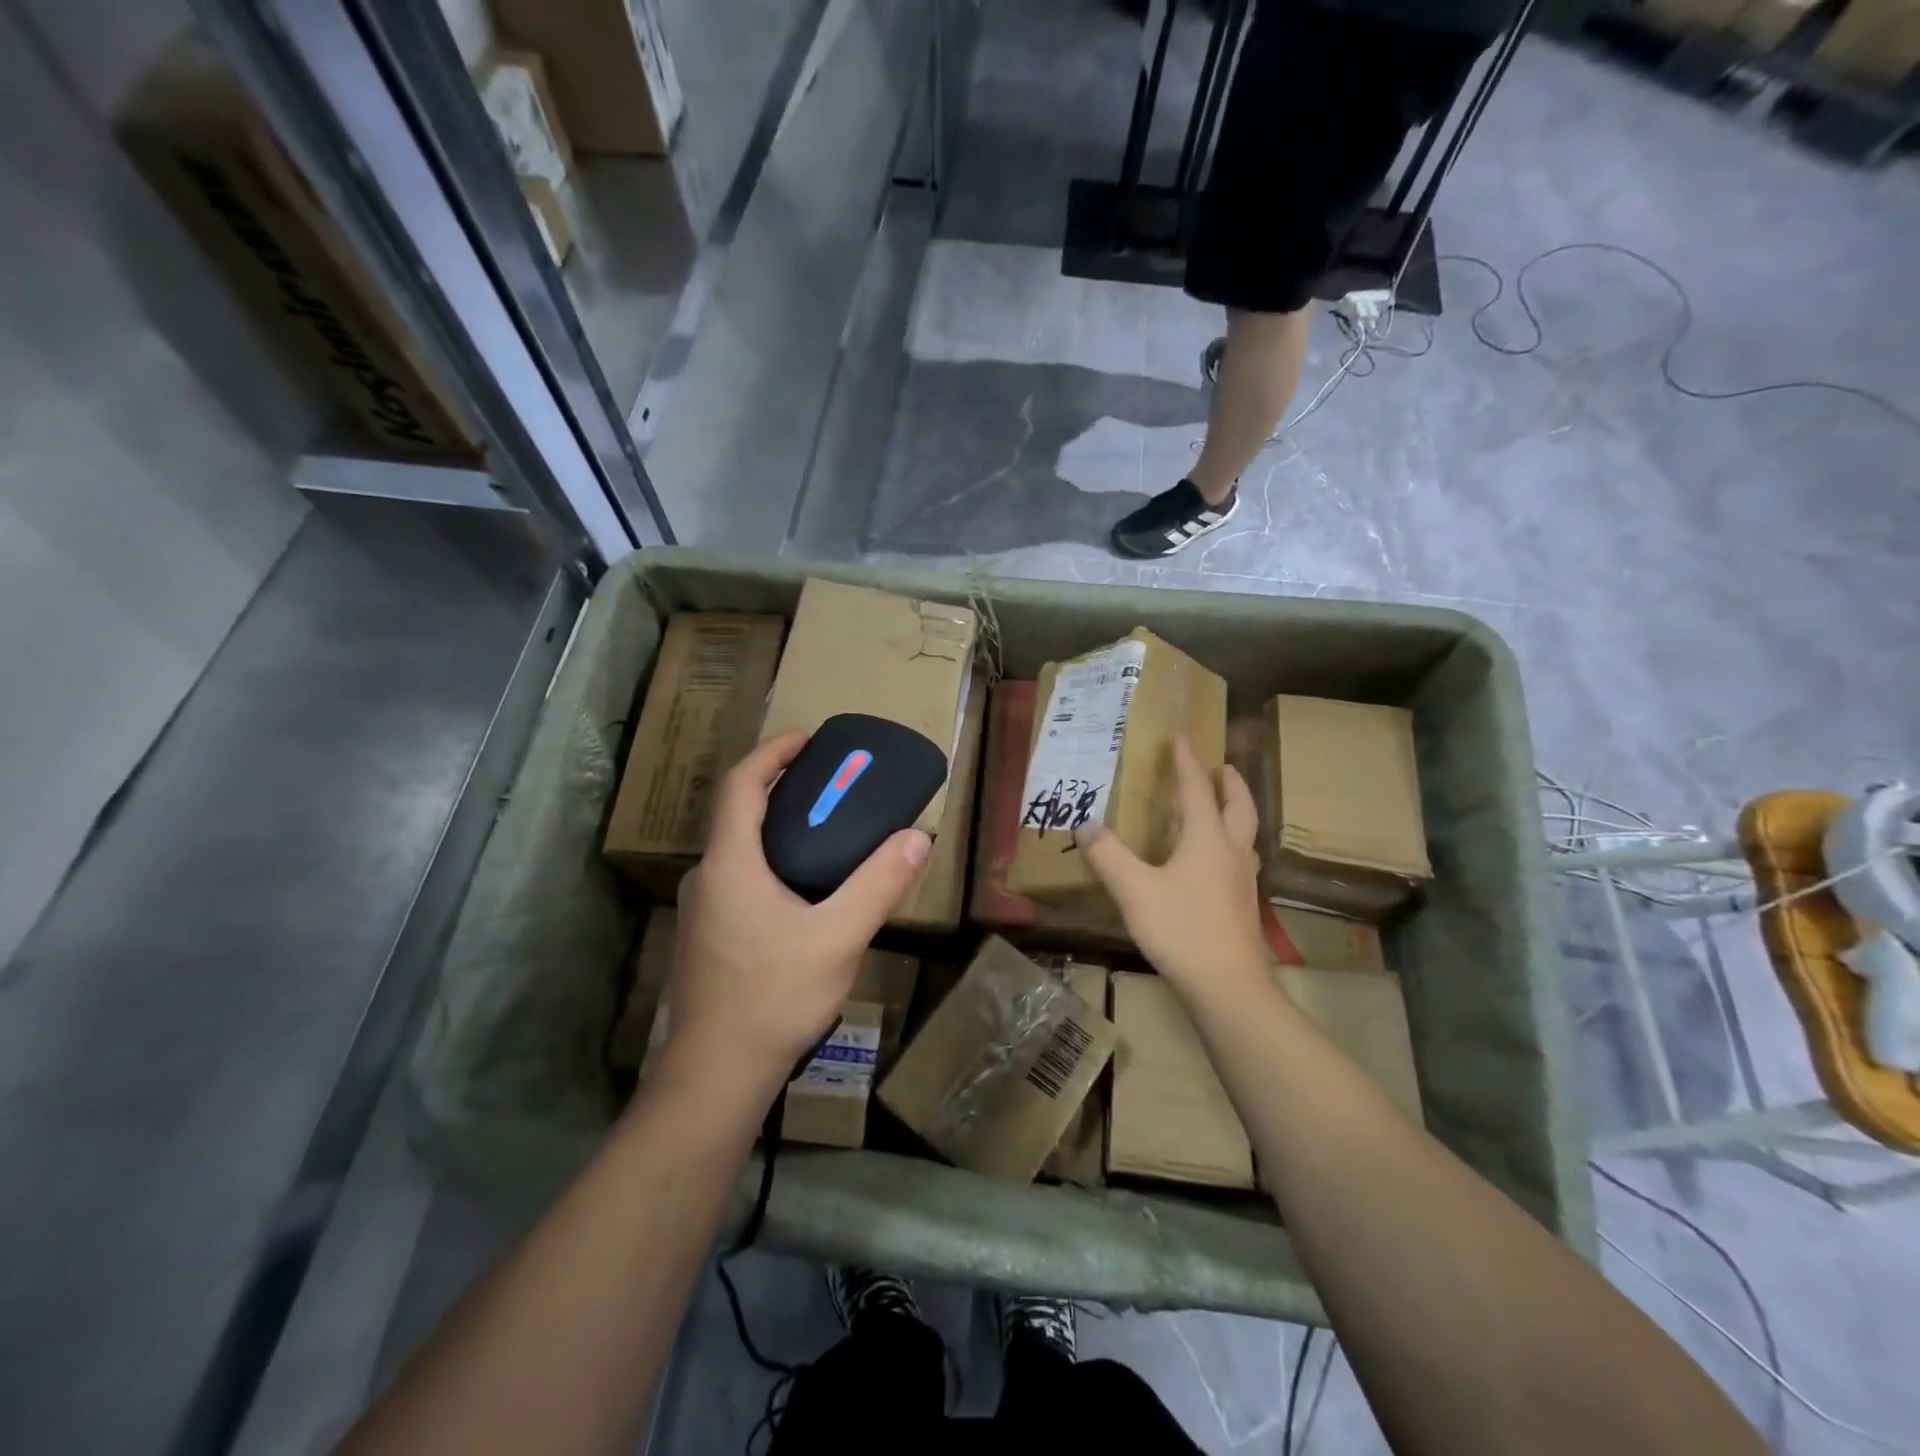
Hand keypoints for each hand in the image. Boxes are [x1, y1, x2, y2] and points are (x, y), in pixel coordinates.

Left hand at [663, 732, 930, 1097]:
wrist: (716, 1076)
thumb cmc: (773, 996)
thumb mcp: (839, 936)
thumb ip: (879, 884)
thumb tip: (917, 837)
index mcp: (730, 863)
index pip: (741, 784)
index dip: (773, 753)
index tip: (809, 740)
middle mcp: (708, 877)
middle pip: (739, 813)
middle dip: (781, 788)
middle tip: (831, 785)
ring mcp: (702, 910)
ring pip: (739, 850)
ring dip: (777, 829)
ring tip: (827, 833)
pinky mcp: (708, 938)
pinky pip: (739, 879)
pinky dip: (771, 862)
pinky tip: (806, 892)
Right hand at [1073, 736, 1269, 1003]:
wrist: (1228, 987)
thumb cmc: (1181, 930)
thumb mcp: (1134, 890)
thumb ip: (1109, 856)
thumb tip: (1086, 825)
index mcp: (1207, 839)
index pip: (1196, 789)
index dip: (1186, 762)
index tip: (1180, 738)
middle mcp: (1231, 852)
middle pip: (1238, 806)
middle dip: (1229, 782)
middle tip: (1221, 767)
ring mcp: (1243, 881)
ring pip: (1244, 833)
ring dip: (1234, 811)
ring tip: (1220, 807)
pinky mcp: (1243, 905)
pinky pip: (1240, 858)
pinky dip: (1230, 842)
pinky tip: (1215, 861)